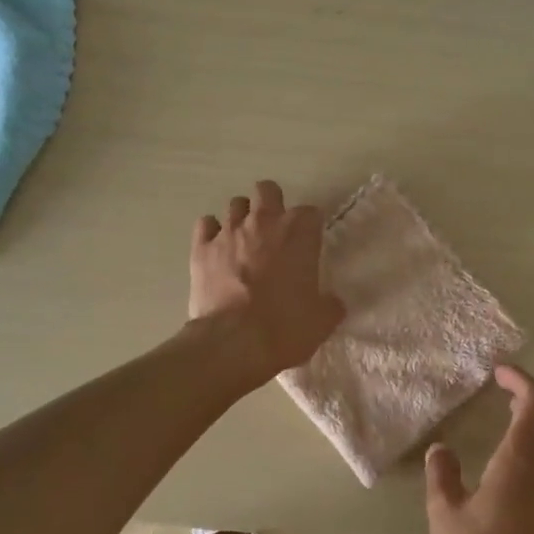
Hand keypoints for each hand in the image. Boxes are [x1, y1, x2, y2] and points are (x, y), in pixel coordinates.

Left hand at [190, 180, 344, 379]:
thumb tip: (332, 301)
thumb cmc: (285, 328)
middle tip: (274, 231)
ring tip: (244, 240)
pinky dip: (211, 232)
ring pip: (235, 204)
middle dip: (272, 204)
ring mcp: (229, 232)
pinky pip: (205, 225)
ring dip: (241, 218)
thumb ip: (329, 304)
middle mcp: (263, 222)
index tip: (308, 244)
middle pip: (268, 190)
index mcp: (298, 234)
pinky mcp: (202, 248)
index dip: (309, 227)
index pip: (310, 212)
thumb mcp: (321, 321)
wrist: (234, 343)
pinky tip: (216, 248)